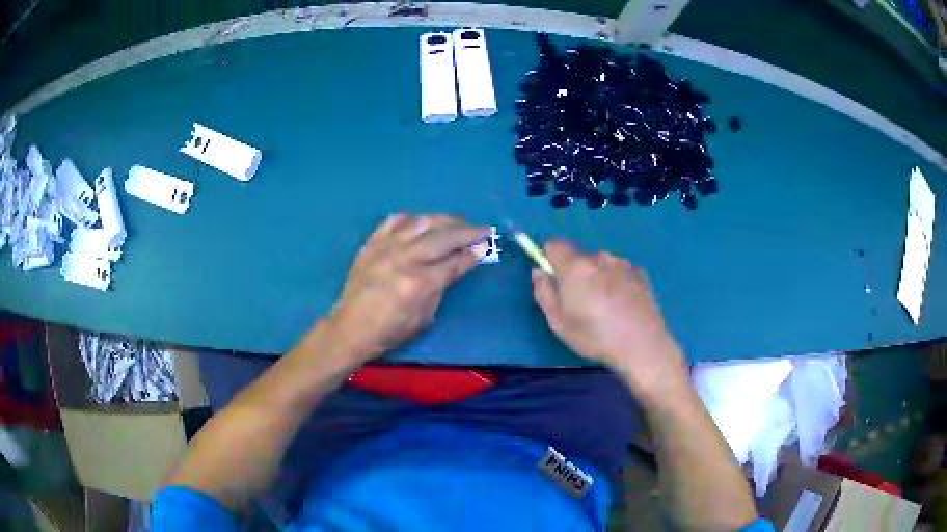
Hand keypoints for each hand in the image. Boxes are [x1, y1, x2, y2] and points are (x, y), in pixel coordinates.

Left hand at [326, 214, 489, 362]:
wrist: (350, 327)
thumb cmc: (389, 331)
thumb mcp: (423, 318)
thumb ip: (439, 289)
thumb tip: (453, 266)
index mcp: (419, 283)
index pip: (454, 262)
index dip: (472, 254)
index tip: (486, 247)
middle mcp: (404, 259)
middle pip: (443, 238)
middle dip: (467, 232)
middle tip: (483, 229)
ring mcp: (386, 247)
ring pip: (421, 222)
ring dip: (444, 219)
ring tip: (458, 221)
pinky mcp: (372, 243)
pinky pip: (393, 220)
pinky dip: (411, 218)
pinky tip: (421, 221)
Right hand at [531, 241, 688, 400]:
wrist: (642, 344)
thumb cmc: (595, 336)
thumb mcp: (558, 322)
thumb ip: (544, 292)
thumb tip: (538, 271)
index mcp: (575, 267)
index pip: (553, 245)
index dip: (549, 259)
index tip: (554, 279)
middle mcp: (599, 257)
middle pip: (579, 257)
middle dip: (576, 273)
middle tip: (581, 303)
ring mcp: (622, 264)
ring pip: (601, 264)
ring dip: (598, 277)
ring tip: (606, 307)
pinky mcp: (640, 273)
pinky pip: (620, 272)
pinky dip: (618, 282)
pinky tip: (623, 306)